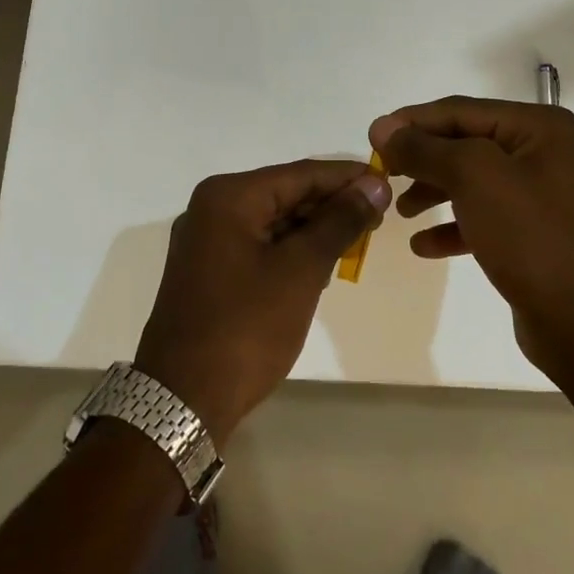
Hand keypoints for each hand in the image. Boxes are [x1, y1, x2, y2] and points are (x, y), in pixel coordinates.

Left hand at [135, 159, 390, 440]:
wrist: (183, 399)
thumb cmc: (247, 327)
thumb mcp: (301, 270)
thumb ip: (340, 221)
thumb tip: (374, 184)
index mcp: (229, 197)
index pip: (301, 174)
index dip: (348, 178)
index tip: (390, 184)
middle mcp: (212, 208)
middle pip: (285, 193)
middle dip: (333, 204)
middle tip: (380, 218)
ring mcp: (206, 241)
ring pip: (274, 220)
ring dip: (315, 228)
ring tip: (359, 239)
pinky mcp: (209, 270)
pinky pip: (259, 244)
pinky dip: (292, 249)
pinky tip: (323, 262)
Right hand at [368, 96, 573, 371]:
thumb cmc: (528, 233)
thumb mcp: (472, 177)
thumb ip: (424, 149)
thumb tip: (383, 128)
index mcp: (538, 127)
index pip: (461, 111)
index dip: (413, 121)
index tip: (372, 137)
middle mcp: (541, 153)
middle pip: (465, 144)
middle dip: (422, 159)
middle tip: (383, 173)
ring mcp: (538, 195)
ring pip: (470, 181)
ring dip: (432, 192)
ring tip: (401, 211)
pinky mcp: (530, 233)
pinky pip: (481, 217)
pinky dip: (451, 227)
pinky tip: (423, 246)